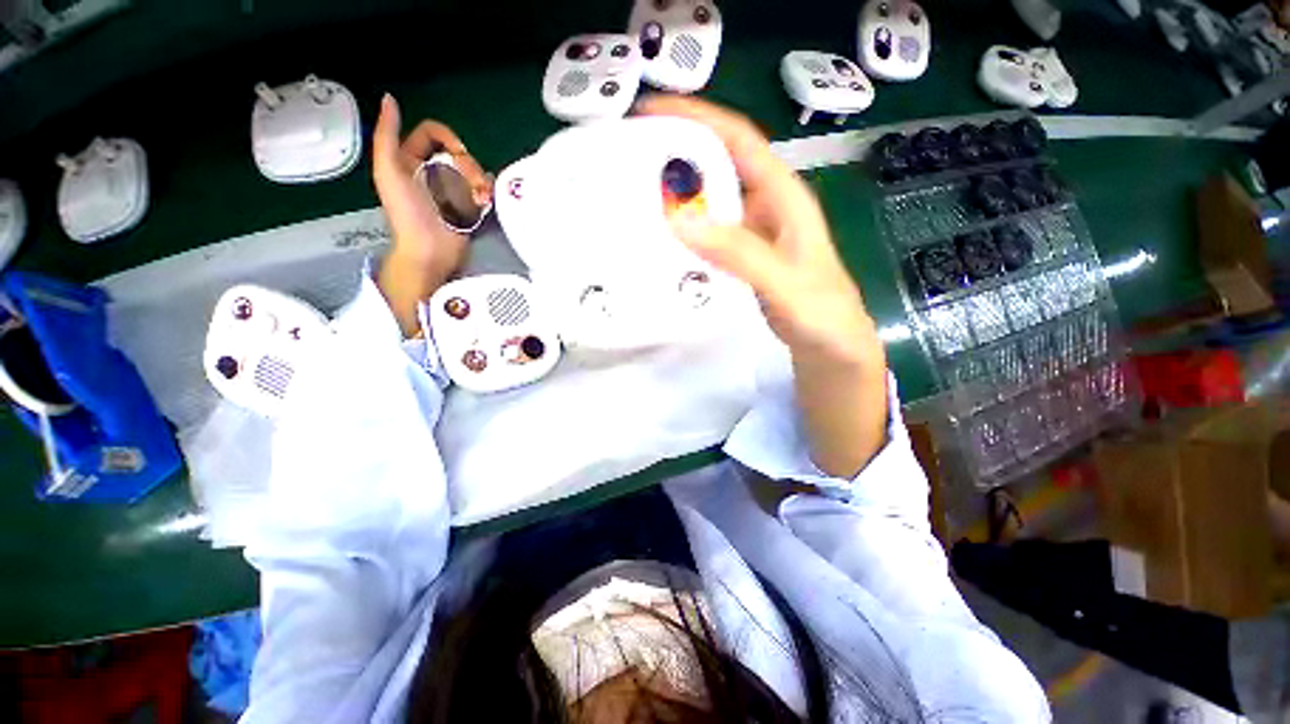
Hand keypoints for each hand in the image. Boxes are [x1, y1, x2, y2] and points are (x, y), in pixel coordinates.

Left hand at [372, 94, 492, 333]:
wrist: (430, 251)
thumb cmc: (407, 213)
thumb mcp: (387, 171)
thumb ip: (387, 135)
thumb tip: (389, 99)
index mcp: (410, 159)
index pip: (432, 133)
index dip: (447, 137)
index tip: (458, 152)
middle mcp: (432, 171)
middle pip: (458, 153)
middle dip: (467, 165)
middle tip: (471, 183)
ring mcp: (453, 189)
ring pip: (473, 171)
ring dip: (479, 181)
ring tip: (480, 198)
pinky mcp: (469, 206)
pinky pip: (483, 189)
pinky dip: (487, 192)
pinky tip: (485, 201)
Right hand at [637, 96, 888, 477]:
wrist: (831, 349)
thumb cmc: (821, 316)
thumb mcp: (785, 284)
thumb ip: (740, 254)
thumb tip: (681, 219)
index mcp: (784, 198)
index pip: (740, 140)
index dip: (699, 118)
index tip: (650, 111)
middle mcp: (767, 207)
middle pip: (720, 165)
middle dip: (679, 153)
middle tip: (632, 158)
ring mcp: (754, 234)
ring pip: (713, 200)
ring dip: (680, 194)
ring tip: (638, 195)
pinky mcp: (743, 258)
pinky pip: (710, 233)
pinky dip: (686, 229)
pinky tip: (664, 239)